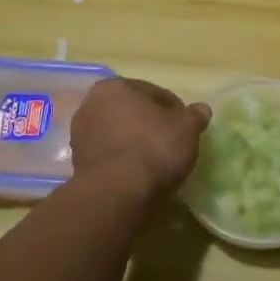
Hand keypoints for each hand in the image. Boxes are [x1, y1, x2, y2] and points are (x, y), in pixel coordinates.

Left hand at [72, 78, 209, 192]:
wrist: (116, 194)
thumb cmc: (153, 148)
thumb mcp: (186, 129)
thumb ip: (194, 116)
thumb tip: (202, 110)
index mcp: (114, 87)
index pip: (154, 93)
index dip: (174, 109)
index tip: (187, 126)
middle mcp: (91, 105)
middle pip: (132, 112)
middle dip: (150, 124)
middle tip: (172, 142)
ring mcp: (80, 136)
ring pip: (118, 134)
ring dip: (135, 143)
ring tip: (157, 162)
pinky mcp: (77, 164)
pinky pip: (110, 156)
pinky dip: (123, 161)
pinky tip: (139, 175)